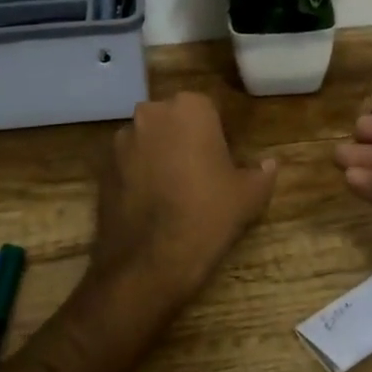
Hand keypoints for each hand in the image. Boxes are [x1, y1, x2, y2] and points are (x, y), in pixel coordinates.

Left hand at [90, 92, 277, 311]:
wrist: (148, 263)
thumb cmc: (206, 217)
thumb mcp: (249, 196)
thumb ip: (262, 173)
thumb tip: (270, 164)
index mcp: (190, 108)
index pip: (208, 110)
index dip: (217, 135)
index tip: (223, 161)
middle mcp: (150, 113)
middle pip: (174, 120)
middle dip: (185, 139)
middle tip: (201, 174)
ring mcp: (121, 139)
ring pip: (149, 140)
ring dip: (159, 156)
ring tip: (173, 192)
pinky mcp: (101, 167)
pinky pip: (128, 163)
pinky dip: (139, 175)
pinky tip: (151, 204)